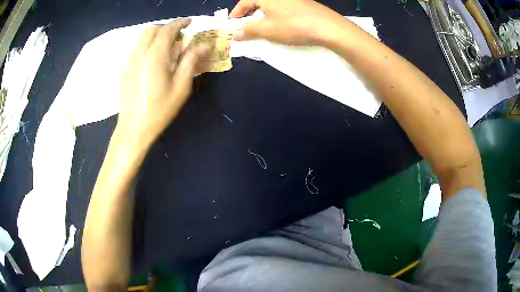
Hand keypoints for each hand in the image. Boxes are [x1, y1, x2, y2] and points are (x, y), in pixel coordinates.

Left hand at [118, 19, 207, 145]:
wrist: (134, 128)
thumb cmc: (159, 110)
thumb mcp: (181, 87)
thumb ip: (191, 62)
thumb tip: (203, 45)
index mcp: (154, 56)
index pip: (167, 30)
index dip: (179, 23)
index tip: (189, 22)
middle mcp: (139, 54)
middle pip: (151, 30)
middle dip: (166, 28)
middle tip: (178, 36)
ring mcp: (129, 61)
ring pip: (141, 38)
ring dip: (155, 35)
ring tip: (166, 46)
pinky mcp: (124, 70)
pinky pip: (136, 49)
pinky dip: (147, 45)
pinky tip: (153, 59)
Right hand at [230, 0, 345, 45]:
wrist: (328, 27)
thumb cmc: (294, 25)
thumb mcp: (267, 29)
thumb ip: (249, 30)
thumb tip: (235, 34)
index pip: (244, 1)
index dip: (236, 13)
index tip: (232, 24)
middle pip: (257, 1)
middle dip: (249, 13)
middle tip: (245, 25)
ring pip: (270, 4)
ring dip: (262, 14)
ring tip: (261, 26)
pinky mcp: (302, 3)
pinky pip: (282, 7)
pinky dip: (275, 14)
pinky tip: (279, 24)